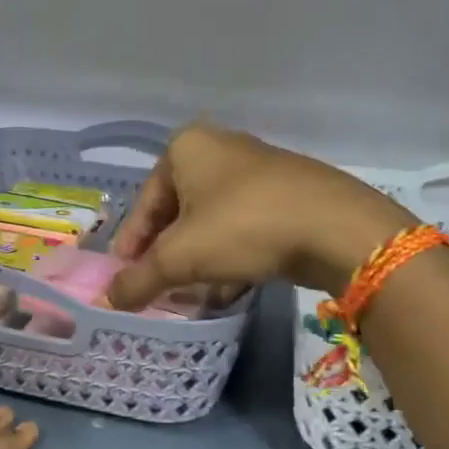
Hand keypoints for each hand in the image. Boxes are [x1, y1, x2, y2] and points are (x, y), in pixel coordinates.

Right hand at [105, 123, 414, 310]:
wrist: (338, 228)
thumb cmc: (243, 227)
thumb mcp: (180, 258)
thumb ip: (139, 279)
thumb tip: (110, 299)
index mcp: (186, 148)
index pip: (144, 203)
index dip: (130, 245)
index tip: (124, 278)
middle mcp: (221, 148)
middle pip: (177, 211)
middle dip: (165, 253)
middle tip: (156, 285)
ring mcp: (259, 169)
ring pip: (212, 221)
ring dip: (197, 259)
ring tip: (190, 294)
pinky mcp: (289, 193)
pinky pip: (244, 225)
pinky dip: (230, 255)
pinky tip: (227, 289)